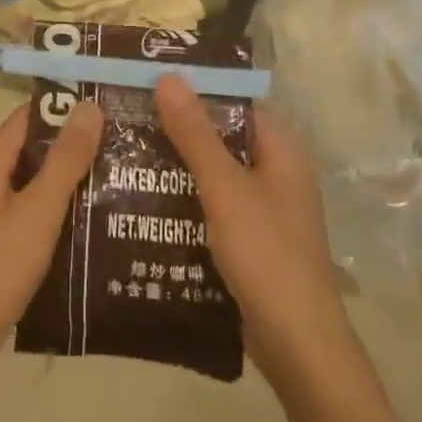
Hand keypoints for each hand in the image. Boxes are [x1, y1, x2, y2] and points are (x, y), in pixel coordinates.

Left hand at [0, 102, 103, 385]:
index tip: (112, 104)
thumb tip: (88, 105)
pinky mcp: (3, 243)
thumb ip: (64, 160)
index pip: (31, 115)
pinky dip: (65, 211)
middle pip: (37, 148)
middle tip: (130, 143)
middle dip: (79, 144)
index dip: (68, 106)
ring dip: (76, 180)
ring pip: (40, 184)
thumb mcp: (37, 210)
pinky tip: (100, 221)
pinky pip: (38, 213)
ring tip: (126, 177)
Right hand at [155, 76, 347, 389]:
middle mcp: (275, 172)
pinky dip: (184, 198)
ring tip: (124, 151)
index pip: (235, 102)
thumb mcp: (224, 188)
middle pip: (221, 137)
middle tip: (126, 115)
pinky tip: (144, 199)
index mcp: (281, 150)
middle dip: (177, 128)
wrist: (297, 344)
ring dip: (176, 165)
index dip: (195, 89)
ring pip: (213, 172)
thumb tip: (169, 77)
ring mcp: (263, 208)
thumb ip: (195, 134)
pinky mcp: (249, 239)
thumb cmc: (266, 254)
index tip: (149, 80)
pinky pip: (212, 204)